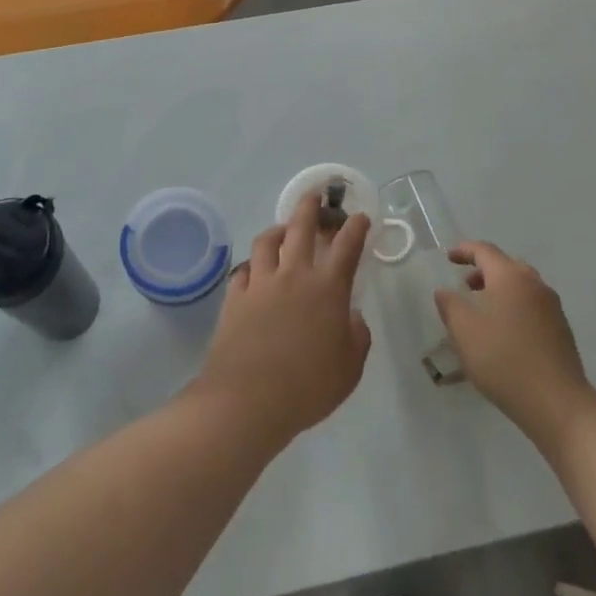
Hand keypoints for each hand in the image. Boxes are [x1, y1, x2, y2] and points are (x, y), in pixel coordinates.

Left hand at [187, 194, 371, 450]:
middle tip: (314, 195)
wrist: (247, 400)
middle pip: (301, 227)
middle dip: (310, 206)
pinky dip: (253, 265)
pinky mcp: (235, 296)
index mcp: (327, 288)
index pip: (347, 246)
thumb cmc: (307, 387)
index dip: (356, 228)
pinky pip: (244, 269)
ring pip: (267, 240)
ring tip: (282, 229)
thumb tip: (352, 317)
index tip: (360, 217)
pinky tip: (255, 270)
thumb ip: (357, 337)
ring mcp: (260, 282)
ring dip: (278, 229)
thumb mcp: (349, 369)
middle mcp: (293, 274)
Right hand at [435, 242, 594, 451]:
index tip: (448, 257)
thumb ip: (450, 305)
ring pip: (521, 286)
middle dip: (483, 271)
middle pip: (506, 265)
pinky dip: (514, 307)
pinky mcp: (561, 330)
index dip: (464, 250)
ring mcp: (552, 307)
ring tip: (482, 311)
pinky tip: (504, 333)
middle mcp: (534, 284)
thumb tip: (445, 291)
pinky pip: (531, 306)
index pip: (484, 251)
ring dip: (499, 290)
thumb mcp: (464, 331)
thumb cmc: (503, 359)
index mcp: (510, 276)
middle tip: (464, 285)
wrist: (557, 403)